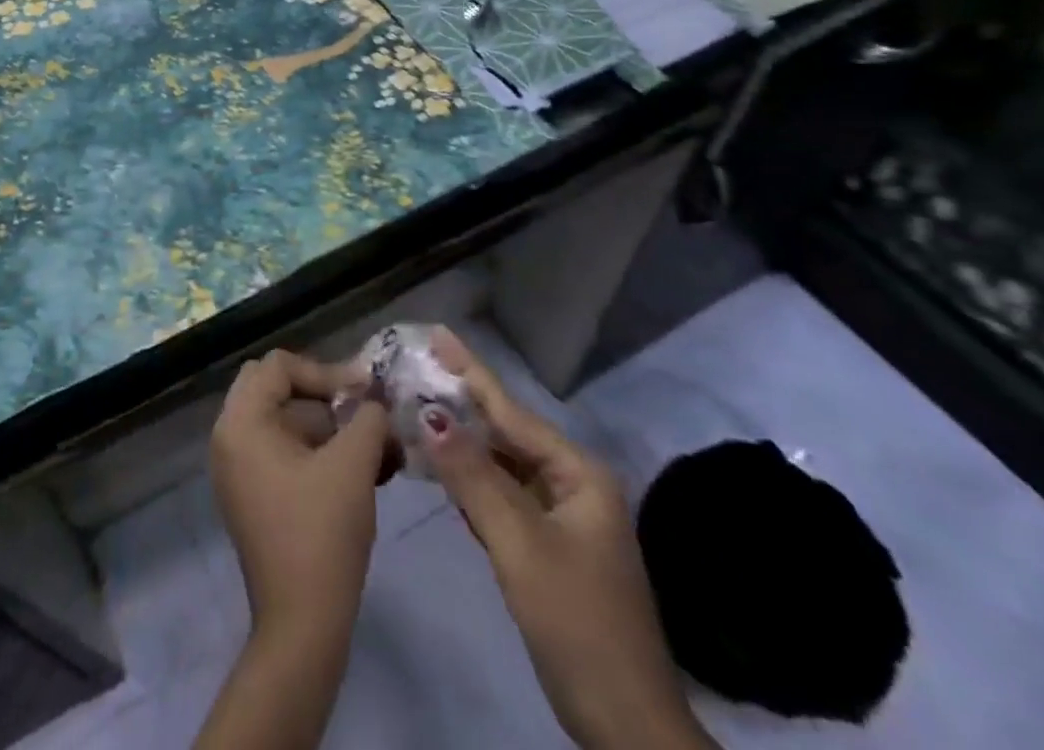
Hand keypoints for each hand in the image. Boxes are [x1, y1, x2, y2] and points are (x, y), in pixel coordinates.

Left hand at [209, 349, 390, 646]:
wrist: (303, 625)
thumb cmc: (322, 532)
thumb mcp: (353, 463)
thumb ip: (367, 416)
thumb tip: (374, 397)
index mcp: (241, 422)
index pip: (279, 366)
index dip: (325, 371)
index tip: (365, 393)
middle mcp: (229, 437)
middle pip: (276, 387)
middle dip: (324, 395)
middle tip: (360, 412)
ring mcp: (238, 468)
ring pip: (284, 420)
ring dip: (329, 426)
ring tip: (377, 450)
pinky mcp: (253, 494)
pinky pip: (283, 451)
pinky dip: (318, 451)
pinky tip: (362, 472)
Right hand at [422, 329, 713, 749]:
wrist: (627, 726)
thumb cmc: (578, 623)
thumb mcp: (521, 546)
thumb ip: (475, 477)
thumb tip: (432, 414)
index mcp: (578, 474)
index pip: (511, 412)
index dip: (470, 371)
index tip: (438, 333)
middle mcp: (572, 484)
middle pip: (505, 433)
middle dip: (461, 403)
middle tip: (416, 369)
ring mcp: (561, 517)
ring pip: (500, 465)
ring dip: (461, 441)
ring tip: (418, 405)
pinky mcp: (547, 546)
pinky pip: (501, 497)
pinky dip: (470, 481)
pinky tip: (442, 465)